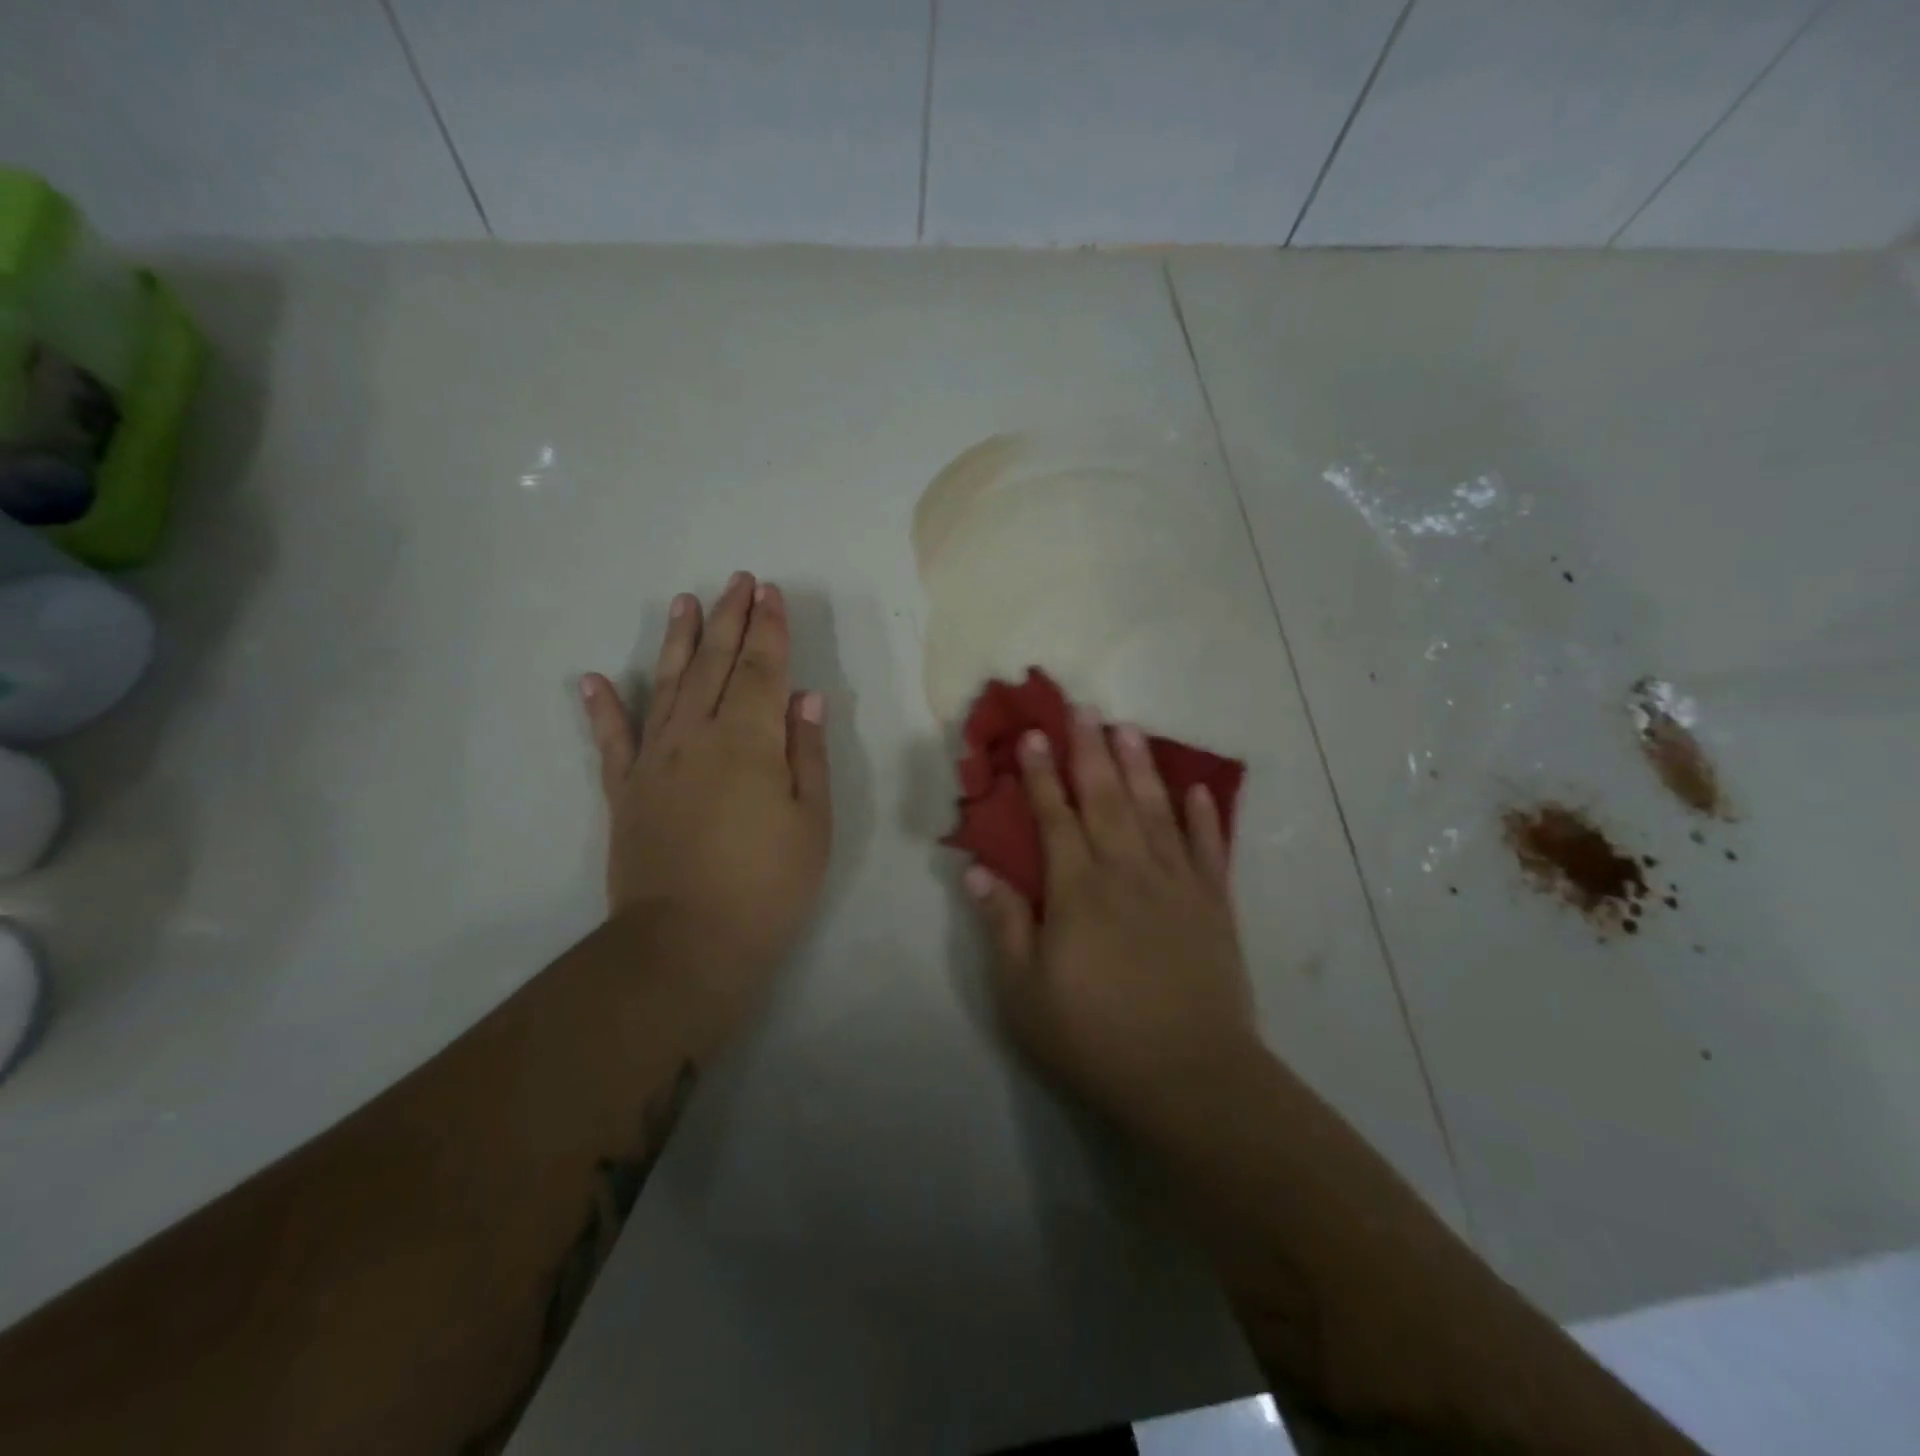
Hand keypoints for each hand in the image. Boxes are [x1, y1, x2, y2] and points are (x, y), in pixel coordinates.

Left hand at [581, 572, 831, 1038]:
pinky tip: (593, 680)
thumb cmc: (767, 885)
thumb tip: (805, 697)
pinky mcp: (625, 791)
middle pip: (717, 664)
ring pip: (668, 685)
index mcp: (749, 741)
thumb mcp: (811, 822)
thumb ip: (807, 753)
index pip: (764, 670)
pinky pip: (612, 741)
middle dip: (730, 618)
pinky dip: (603, 708)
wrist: (686, 943)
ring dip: (679, 641)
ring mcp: (655, 761)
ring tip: (685, 603)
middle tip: (738, 581)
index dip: (770, 629)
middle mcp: (698, 736)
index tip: (771, 593)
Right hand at [965, 705, 1259, 1128]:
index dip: (1042, 775)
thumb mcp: (1026, 993)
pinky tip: (1198, 789)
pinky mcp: (1214, 906)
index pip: (1055, 818)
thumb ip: (1004, 925)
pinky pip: (1209, 850)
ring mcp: (1177, 885)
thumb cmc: (1095, 1037)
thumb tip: (978, 870)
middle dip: (1091, 750)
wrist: (1190, 1077)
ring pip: (1156, 812)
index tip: (1034, 736)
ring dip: (1142, 767)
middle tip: (1083, 708)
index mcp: (1078, 891)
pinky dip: (1204, 817)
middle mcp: (1127, 872)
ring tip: (1130, 728)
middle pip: (1106, 799)